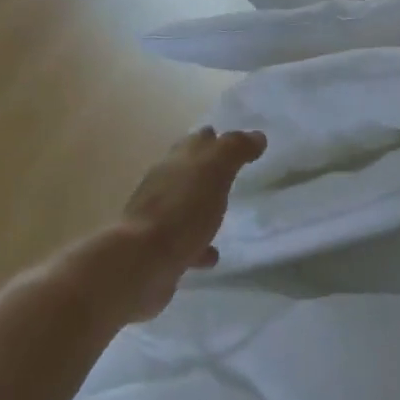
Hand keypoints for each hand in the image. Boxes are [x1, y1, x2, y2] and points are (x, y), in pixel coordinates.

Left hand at [115, 126, 266, 307]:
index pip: (199, 141)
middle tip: (234, 172)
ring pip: (185, 205)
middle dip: (208, 169)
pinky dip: (199, 245)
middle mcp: (164, 185)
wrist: (142, 262)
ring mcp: (159, 219)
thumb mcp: (215, 170)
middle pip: (189, 171)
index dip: (219, 140)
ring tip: (224, 213)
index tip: (241, 145)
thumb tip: (257, 136)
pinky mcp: (159, 251)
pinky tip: (212, 255)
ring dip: (202, 207)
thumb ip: (235, 150)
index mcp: (177, 161)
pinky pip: (185, 243)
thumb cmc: (182, 210)